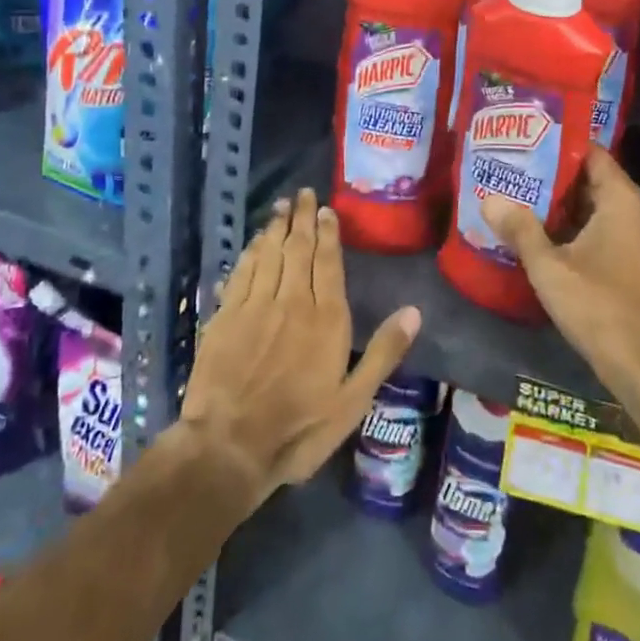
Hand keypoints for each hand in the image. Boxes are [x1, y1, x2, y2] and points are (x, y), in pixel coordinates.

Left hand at [182, 189, 420, 506]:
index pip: (328, 262)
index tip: (325, 209)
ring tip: (280, 207)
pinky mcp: (224, 317)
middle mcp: (291, 301)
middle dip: (301, 219)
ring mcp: (254, 306)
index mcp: (325, 317)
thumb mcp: (353, 400)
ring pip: (267, 254)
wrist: (229, 447)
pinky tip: (252, 244)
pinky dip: (248, 254)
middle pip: (297, 248)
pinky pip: (240, 273)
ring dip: (274, 228)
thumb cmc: (299, 428)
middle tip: (301, 193)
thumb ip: (384, 352)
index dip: (328, 233)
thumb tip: (415, 311)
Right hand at [482, 147, 639, 387]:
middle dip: (559, 177)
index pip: (593, 154)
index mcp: (624, 200)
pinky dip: (587, 225)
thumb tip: (489, 200)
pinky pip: (614, 227)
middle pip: (597, 179)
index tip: (529, 144)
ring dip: (571, 205)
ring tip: (530, 200)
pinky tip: (555, 236)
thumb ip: (520, 229)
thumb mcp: (549, 267)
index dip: (561, 146)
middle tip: (520, 173)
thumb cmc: (598, 307)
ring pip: (605, 206)